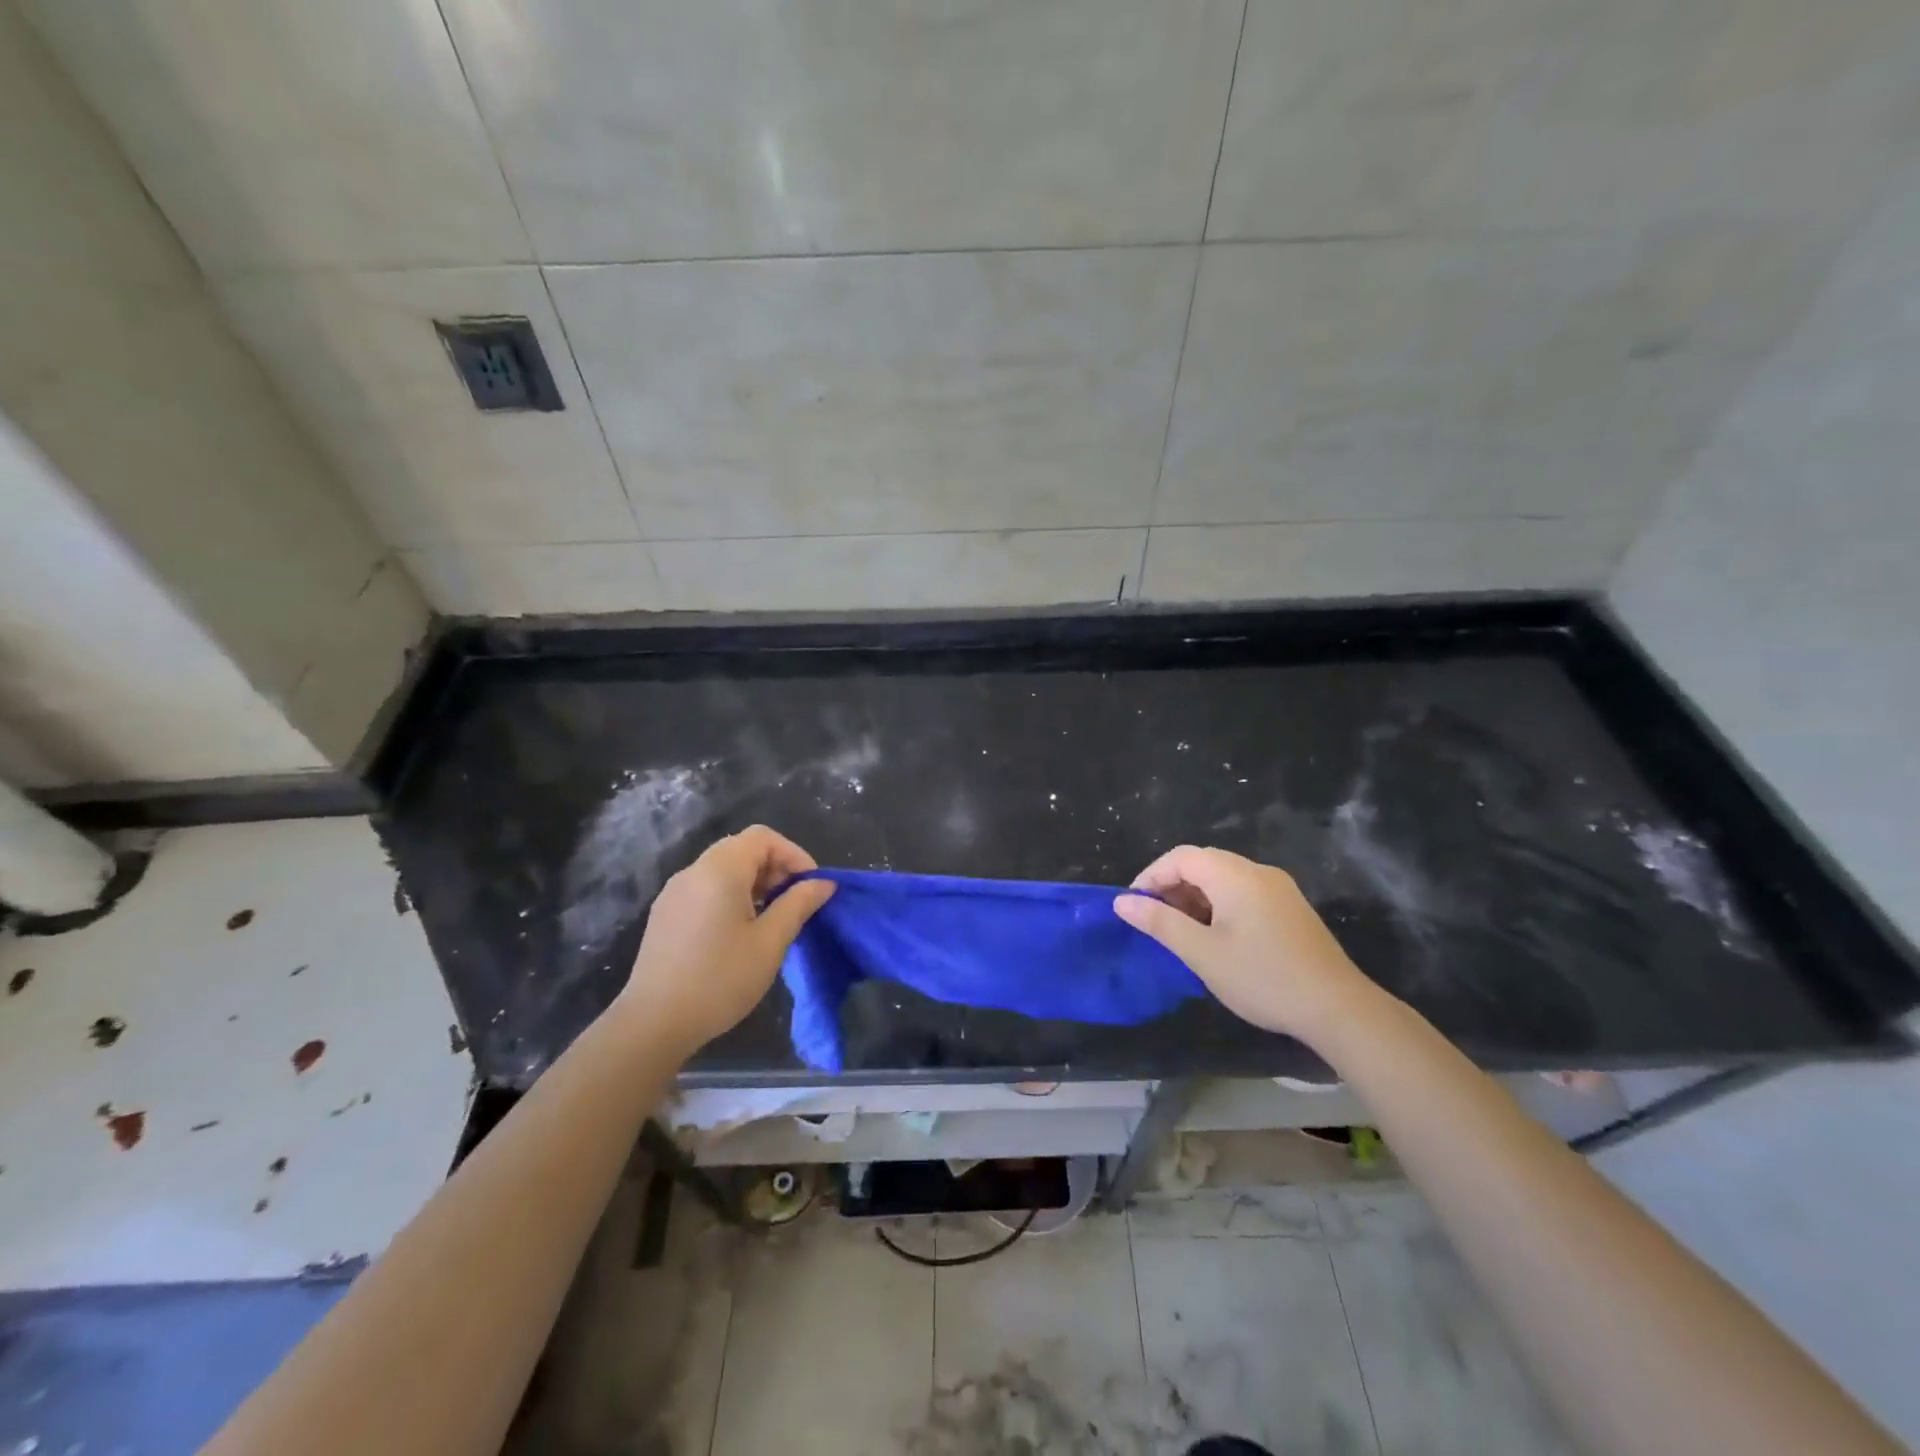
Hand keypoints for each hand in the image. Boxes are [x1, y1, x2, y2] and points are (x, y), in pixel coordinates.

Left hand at [615, 825, 835, 1057]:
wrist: (653, 1024)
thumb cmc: (720, 980)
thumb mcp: (770, 942)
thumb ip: (798, 905)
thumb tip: (824, 883)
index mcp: (720, 870)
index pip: (763, 838)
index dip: (794, 854)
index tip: (811, 886)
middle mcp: (693, 871)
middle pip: (741, 848)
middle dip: (775, 867)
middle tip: (795, 901)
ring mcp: (674, 892)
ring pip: (723, 868)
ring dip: (754, 881)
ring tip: (772, 917)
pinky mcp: (665, 913)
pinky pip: (705, 887)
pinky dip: (731, 894)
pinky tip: (740, 930)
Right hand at [1115, 845, 1380, 1043]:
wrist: (1338, 1008)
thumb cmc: (1263, 978)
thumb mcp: (1202, 953)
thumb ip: (1160, 923)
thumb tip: (1122, 902)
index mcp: (1234, 876)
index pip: (1181, 857)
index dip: (1151, 876)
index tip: (1133, 906)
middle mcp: (1258, 872)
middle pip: (1203, 863)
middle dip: (1171, 886)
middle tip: (1154, 919)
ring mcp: (1278, 889)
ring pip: (1223, 878)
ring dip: (1195, 897)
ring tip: (1180, 932)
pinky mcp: (1290, 908)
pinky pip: (1243, 892)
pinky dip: (1218, 905)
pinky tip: (1215, 937)